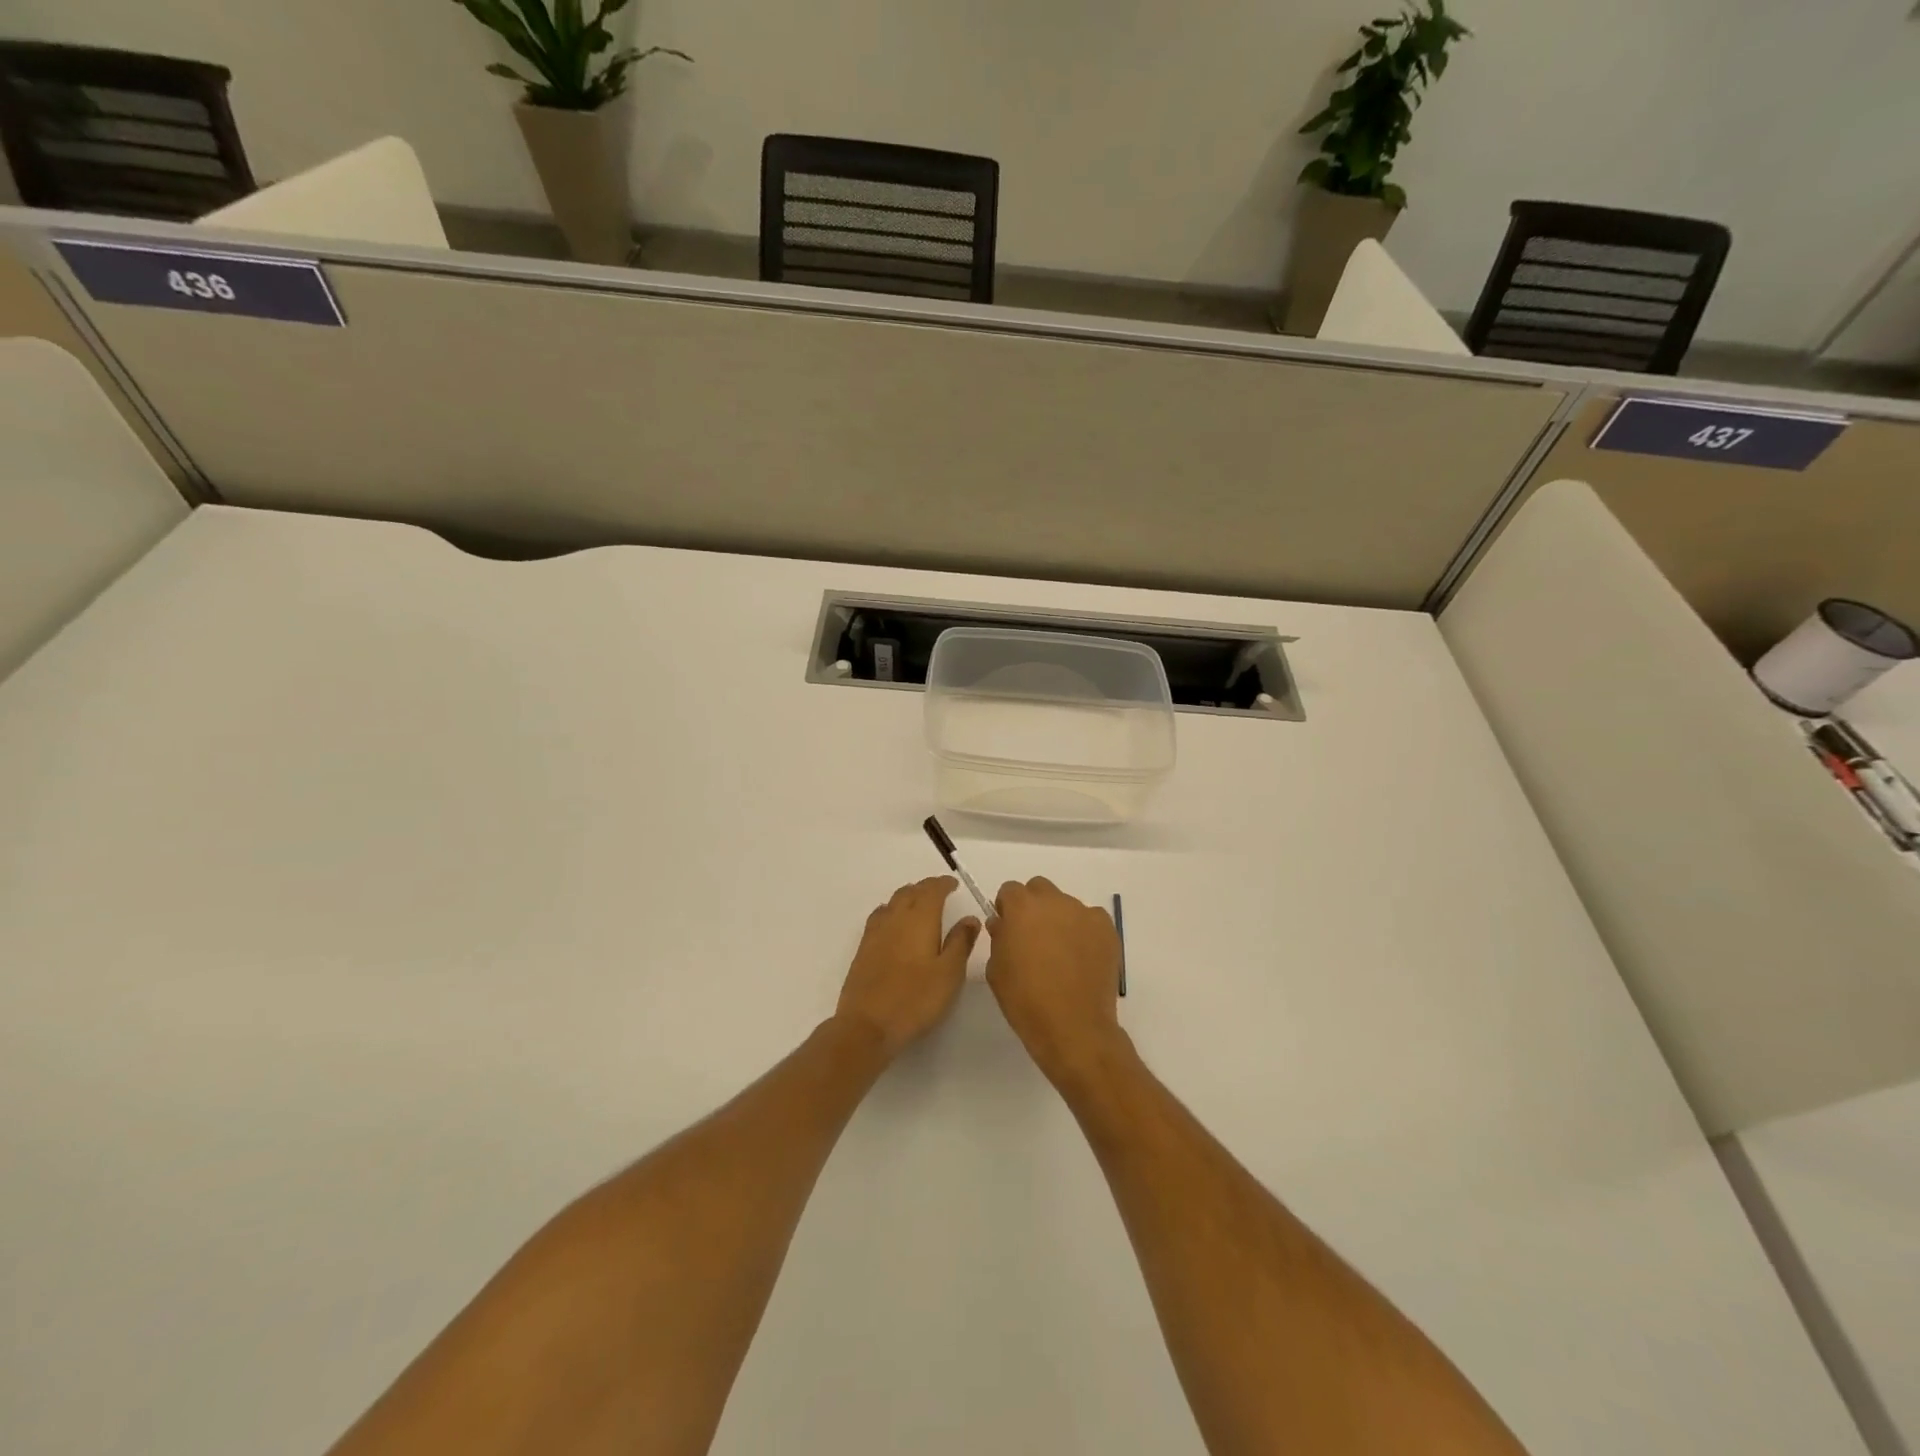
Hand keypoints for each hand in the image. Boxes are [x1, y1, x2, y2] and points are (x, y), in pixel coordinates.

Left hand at [836, 877, 980, 1058]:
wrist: (868, 1024)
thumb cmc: (916, 999)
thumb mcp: (949, 973)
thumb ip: (960, 942)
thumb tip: (970, 918)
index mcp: (920, 919)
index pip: (931, 890)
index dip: (943, 884)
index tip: (954, 884)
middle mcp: (896, 918)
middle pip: (910, 892)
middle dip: (926, 888)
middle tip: (940, 892)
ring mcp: (876, 932)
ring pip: (893, 902)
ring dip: (908, 897)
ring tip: (919, 904)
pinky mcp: (864, 948)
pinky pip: (880, 916)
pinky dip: (892, 911)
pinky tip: (894, 924)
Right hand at [985, 877, 1123, 1084]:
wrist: (1073, 1027)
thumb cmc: (1025, 1000)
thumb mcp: (996, 969)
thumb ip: (999, 937)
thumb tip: (1004, 924)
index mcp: (1022, 907)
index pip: (1010, 891)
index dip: (1008, 909)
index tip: (1009, 930)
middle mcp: (1054, 901)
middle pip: (1039, 889)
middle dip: (1034, 907)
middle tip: (1034, 938)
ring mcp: (1084, 913)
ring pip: (1066, 905)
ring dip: (1059, 920)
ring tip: (1062, 954)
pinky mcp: (1106, 928)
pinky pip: (1090, 920)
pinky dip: (1084, 932)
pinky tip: (1081, 959)